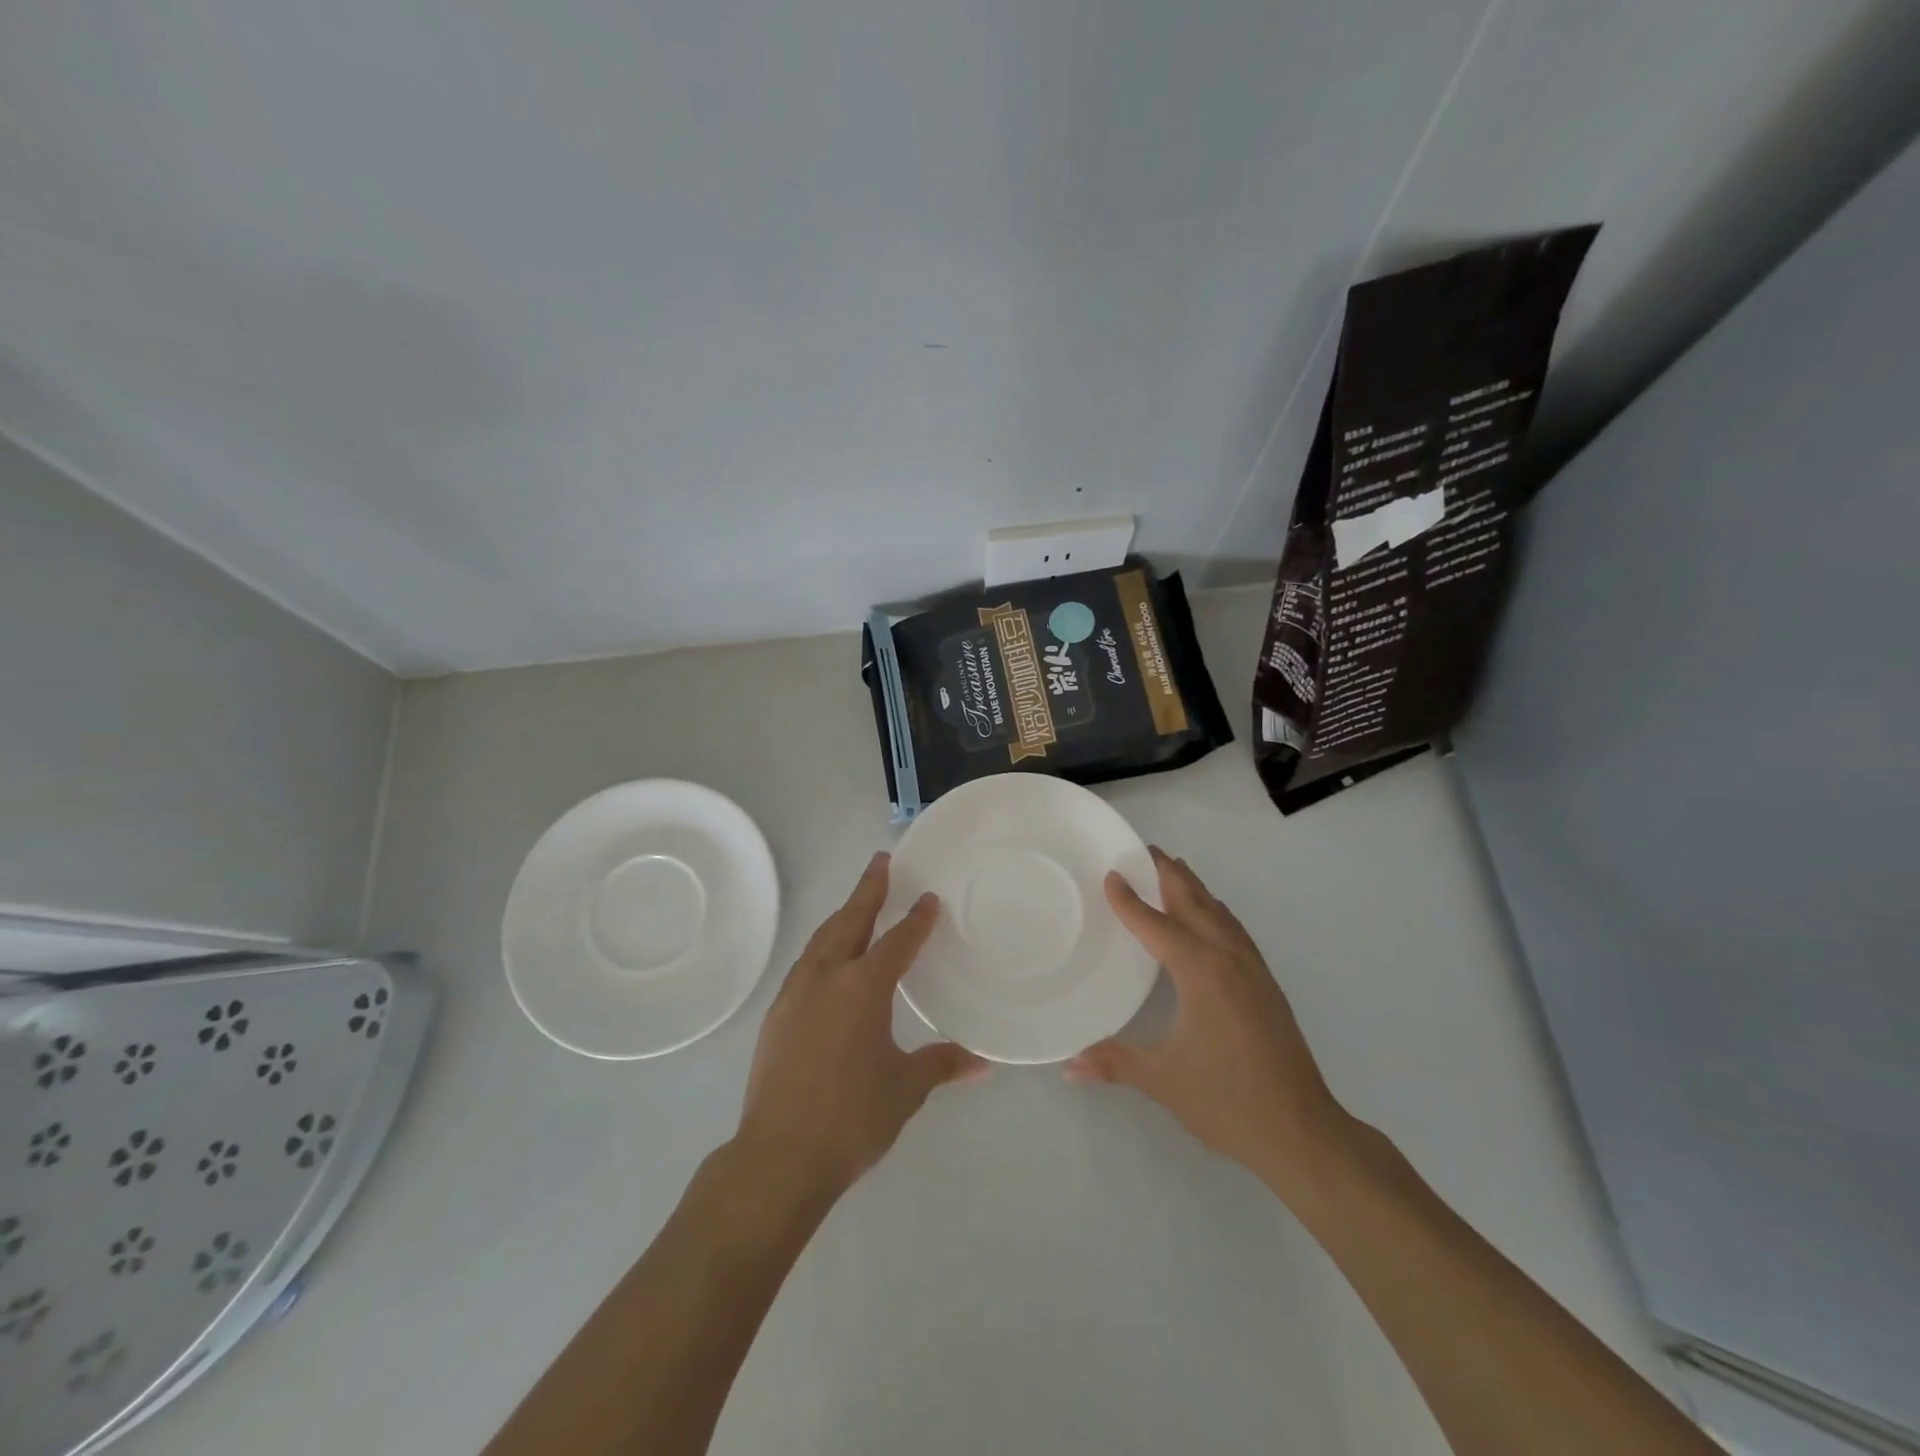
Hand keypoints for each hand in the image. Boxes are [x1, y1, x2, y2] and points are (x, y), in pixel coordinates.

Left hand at [734, 852, 987, 1203]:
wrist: (778, 1157)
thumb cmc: (851, 1118)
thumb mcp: (905, 1089)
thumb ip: (942, 1065)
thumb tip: (983, 1062)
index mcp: (863, 987)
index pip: (896, 941)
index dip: (916, 918)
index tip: (928, 896)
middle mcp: (826, 978)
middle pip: (850, 921)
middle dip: (868, 890)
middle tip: (882, 862)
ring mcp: (795, 994)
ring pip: (822, 939)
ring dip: (843, 916)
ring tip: (857, 904)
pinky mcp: (776, 1016)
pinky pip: (805, 964)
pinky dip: (823, 947)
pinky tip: (828, 961)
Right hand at [1067, 847, 1349, 1192]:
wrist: (1302, 1131)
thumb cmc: (1227, 1100)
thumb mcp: (1162, 1080)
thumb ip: (1114, 1062)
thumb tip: (1068, 1065)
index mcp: (1201, 971)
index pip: (1157, 924)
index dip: (1130, 900)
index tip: (1111, 874)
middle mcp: (1228, 958)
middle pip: (1195, 902)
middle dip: (1169, 874)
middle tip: (1144, 850)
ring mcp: (1253, 970)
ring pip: (1219, 912)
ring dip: (1194, 888)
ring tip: (1172, 870)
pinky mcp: (1266, 985)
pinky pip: (1234, 930)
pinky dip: (1215, 910)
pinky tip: (1210, 917)